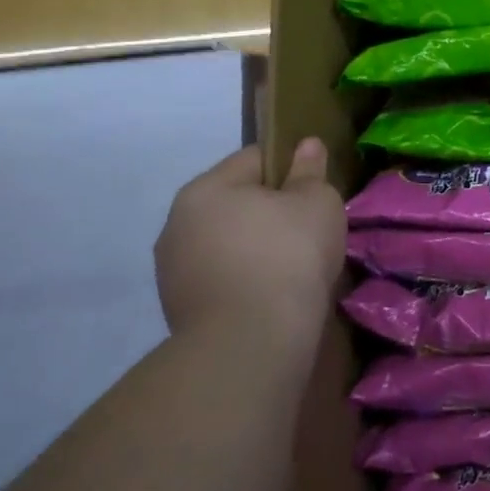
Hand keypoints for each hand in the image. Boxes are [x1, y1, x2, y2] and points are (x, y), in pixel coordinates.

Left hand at [155, 140, 344, 344]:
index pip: (255, 158)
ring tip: (294, 268)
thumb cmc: (288, 255)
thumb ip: (310, 171)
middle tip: (309, 230)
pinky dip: (246, 279)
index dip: (291, 169)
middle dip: (271, 211)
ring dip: (257, 247)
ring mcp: (173, 271)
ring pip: (228, 242)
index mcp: (205, 189)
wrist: (251, 345)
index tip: (315, 193)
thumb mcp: (316, 202)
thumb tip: (307, 145)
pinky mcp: (179, 310)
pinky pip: (222, 277)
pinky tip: (274, 294)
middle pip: (237, 202)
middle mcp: (177, 223)